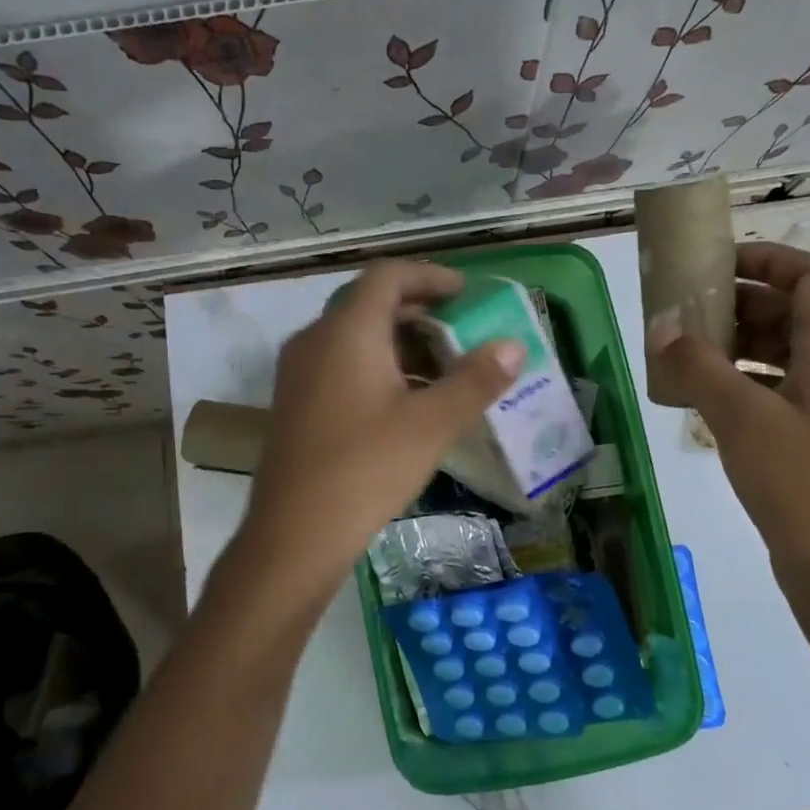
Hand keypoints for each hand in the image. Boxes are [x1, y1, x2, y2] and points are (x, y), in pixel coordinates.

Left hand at [240, 260, 522, 595]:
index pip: (388, 275)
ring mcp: (299, 372)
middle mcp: (315, 339)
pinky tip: (405, 403)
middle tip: (462, 332)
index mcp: (346, 330)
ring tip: (442, 370)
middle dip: (420, 311)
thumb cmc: (366, 469)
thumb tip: (514, 345)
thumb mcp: (431, 424)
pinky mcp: (295, 402)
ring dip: (399, 343)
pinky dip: (377, 367)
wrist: (295, 534)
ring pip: (354, 337)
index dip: (431, 277)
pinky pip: (340, 364)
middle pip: (370, 303)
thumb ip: (475, 380)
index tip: (467, 295)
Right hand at [649, 243, 809, 579]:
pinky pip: (795, 392)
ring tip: (695, 355)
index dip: (768, 259)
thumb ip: (698, 367)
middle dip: (746, 306)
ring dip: (748, 347)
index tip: (719, 264)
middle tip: (692, 312)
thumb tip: (661, 328)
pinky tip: (717, 402)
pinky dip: (757, 383)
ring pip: (798, 356)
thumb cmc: (799, 484)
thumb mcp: (740, 418)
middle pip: (803, 315)